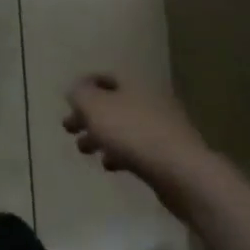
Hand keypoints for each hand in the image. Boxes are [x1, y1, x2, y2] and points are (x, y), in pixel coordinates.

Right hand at [64, 75, 213, 209]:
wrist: (180, 171)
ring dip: (101, 136)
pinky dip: (119, 153)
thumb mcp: (95, 107)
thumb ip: (80, 94)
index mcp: (134, 83)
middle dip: (89, 116)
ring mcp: (162, 127)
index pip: (106, 77)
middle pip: (113, 103)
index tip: (68, 102)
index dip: (85, 87)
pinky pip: (137, 148)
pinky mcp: (167, 153)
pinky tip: (110, 166)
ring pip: (123, 127)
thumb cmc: (132, 133)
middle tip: (68, 130)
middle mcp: (149, 100)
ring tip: (85, 150)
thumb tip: (76, 90)